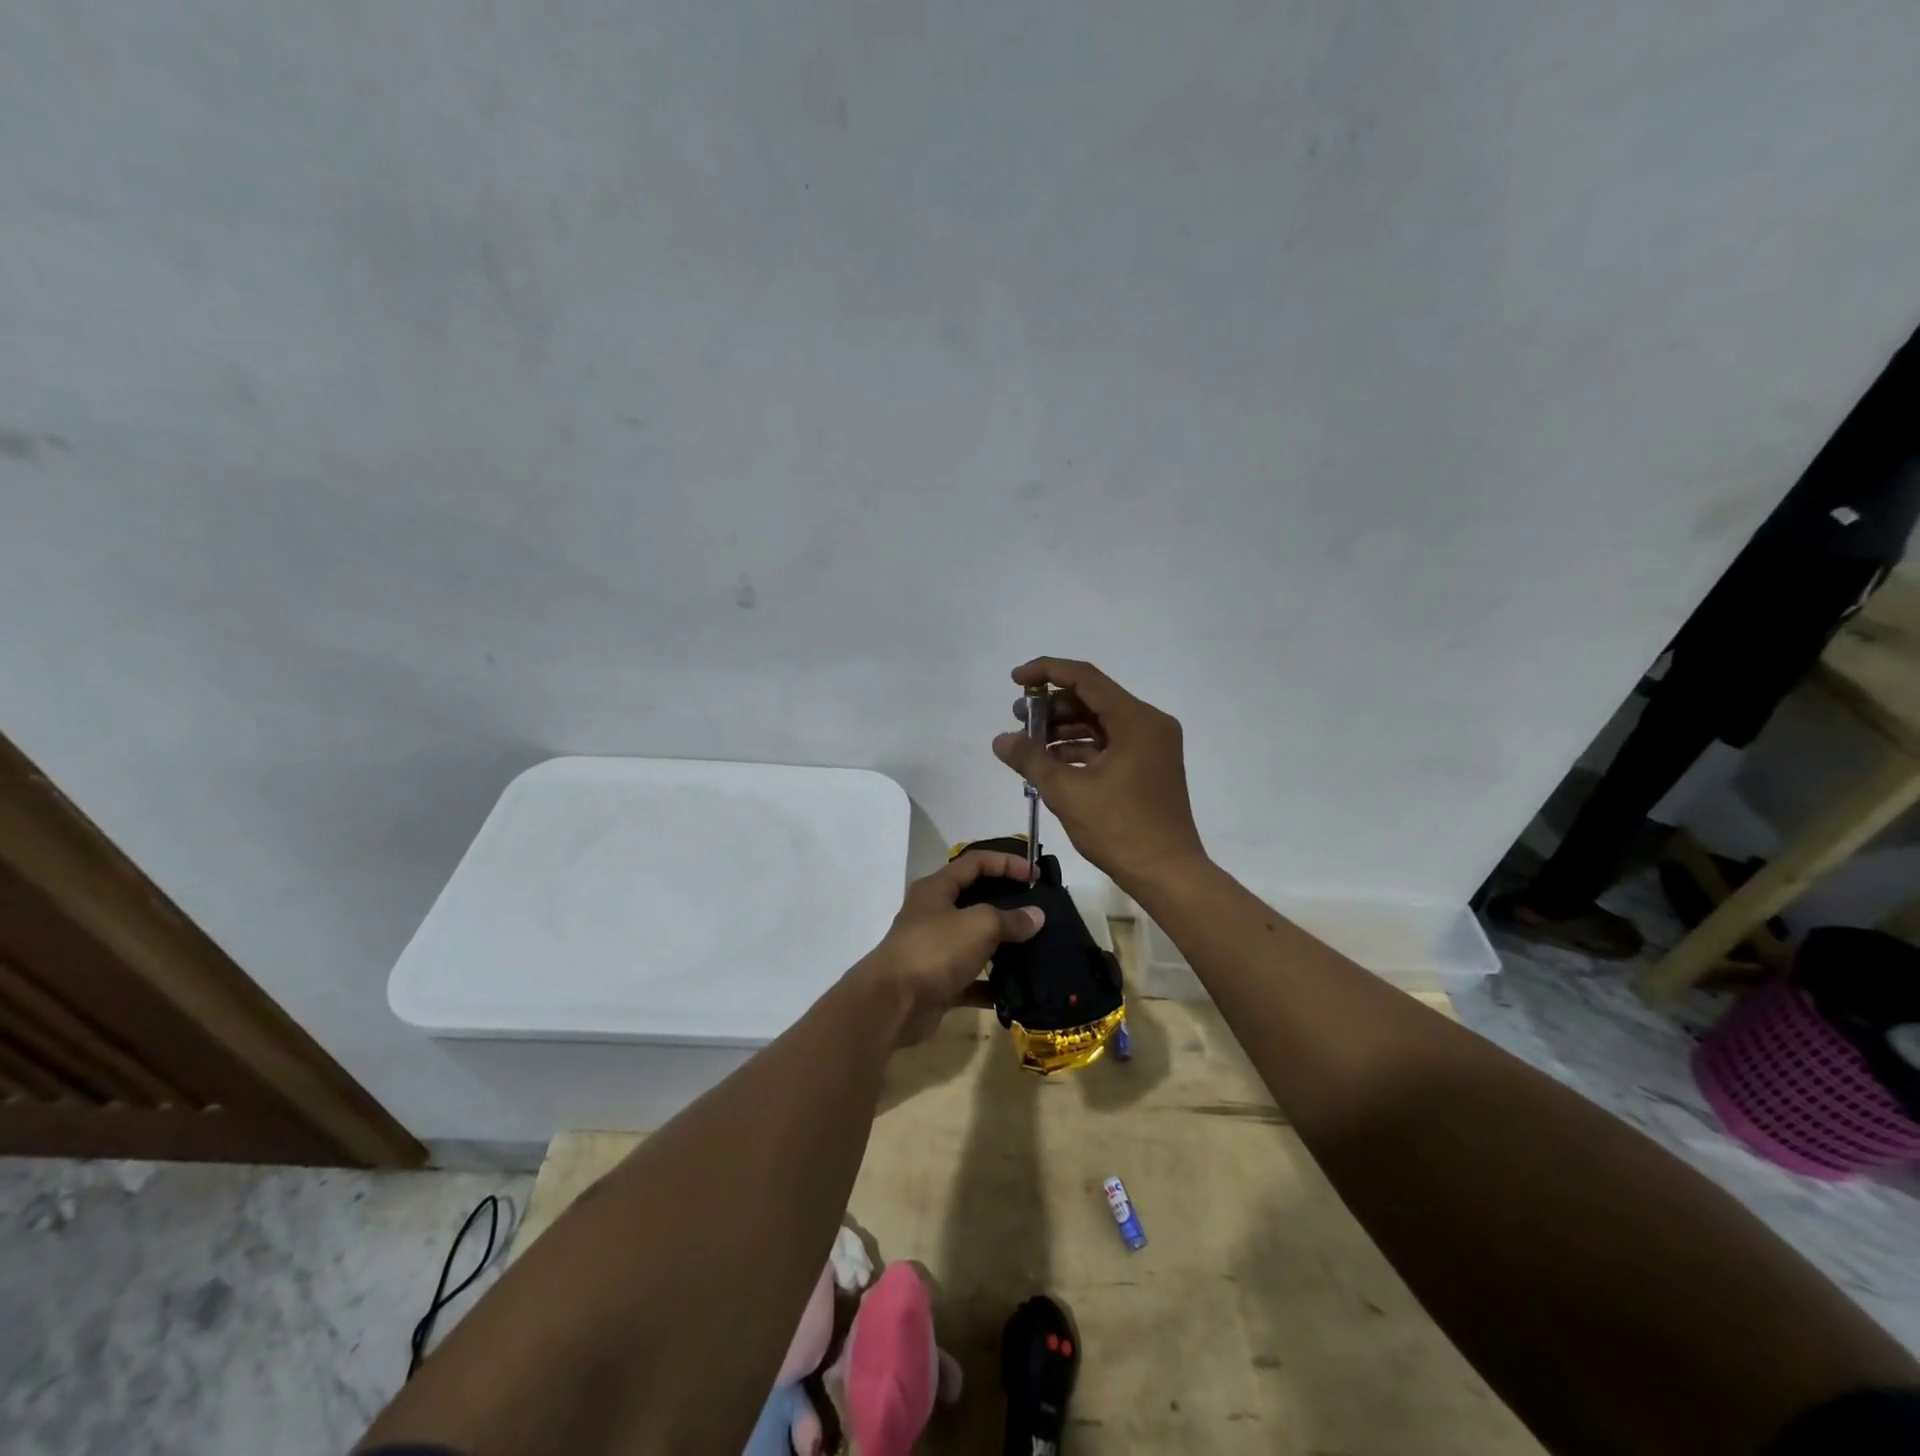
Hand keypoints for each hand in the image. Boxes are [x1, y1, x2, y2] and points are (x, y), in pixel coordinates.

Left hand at [857, 851, 1044, 1047]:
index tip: (1036, 876)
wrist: (893, 1004)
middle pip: (975, 900)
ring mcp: (935, 950)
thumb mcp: (978, 925)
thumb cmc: (934, 950)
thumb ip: (1009, 918)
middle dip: (1007, 903)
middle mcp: (933, 914)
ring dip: (1003, 946)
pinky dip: (993, 984)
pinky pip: (972, 980)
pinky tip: (1019, 989)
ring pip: (975, 941)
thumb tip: (1035, 916)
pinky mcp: (938, 983)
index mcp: (937, 889)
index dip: (1007, 863)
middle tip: (1039, 911)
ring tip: (1037, 948)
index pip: (975, 862)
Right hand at [992, 657, 1206, 891]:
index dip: (1046, 672)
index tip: (1016, 679)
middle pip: (1093, 699)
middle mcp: (1149, 724)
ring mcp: (1151, 746)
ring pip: (1100, 723)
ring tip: (1028, 743)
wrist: (1167, 873)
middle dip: (1052, 706)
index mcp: (1136, 720)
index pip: (1085, 678)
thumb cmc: (1119, 829)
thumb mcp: (1067, 792)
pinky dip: (1080, 748)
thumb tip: (1001, 740)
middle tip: (1018, 718)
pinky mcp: (1148, 766)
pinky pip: (1109, 744)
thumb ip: (1031, 759)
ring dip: (1063, 728)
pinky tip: (1050, 761)